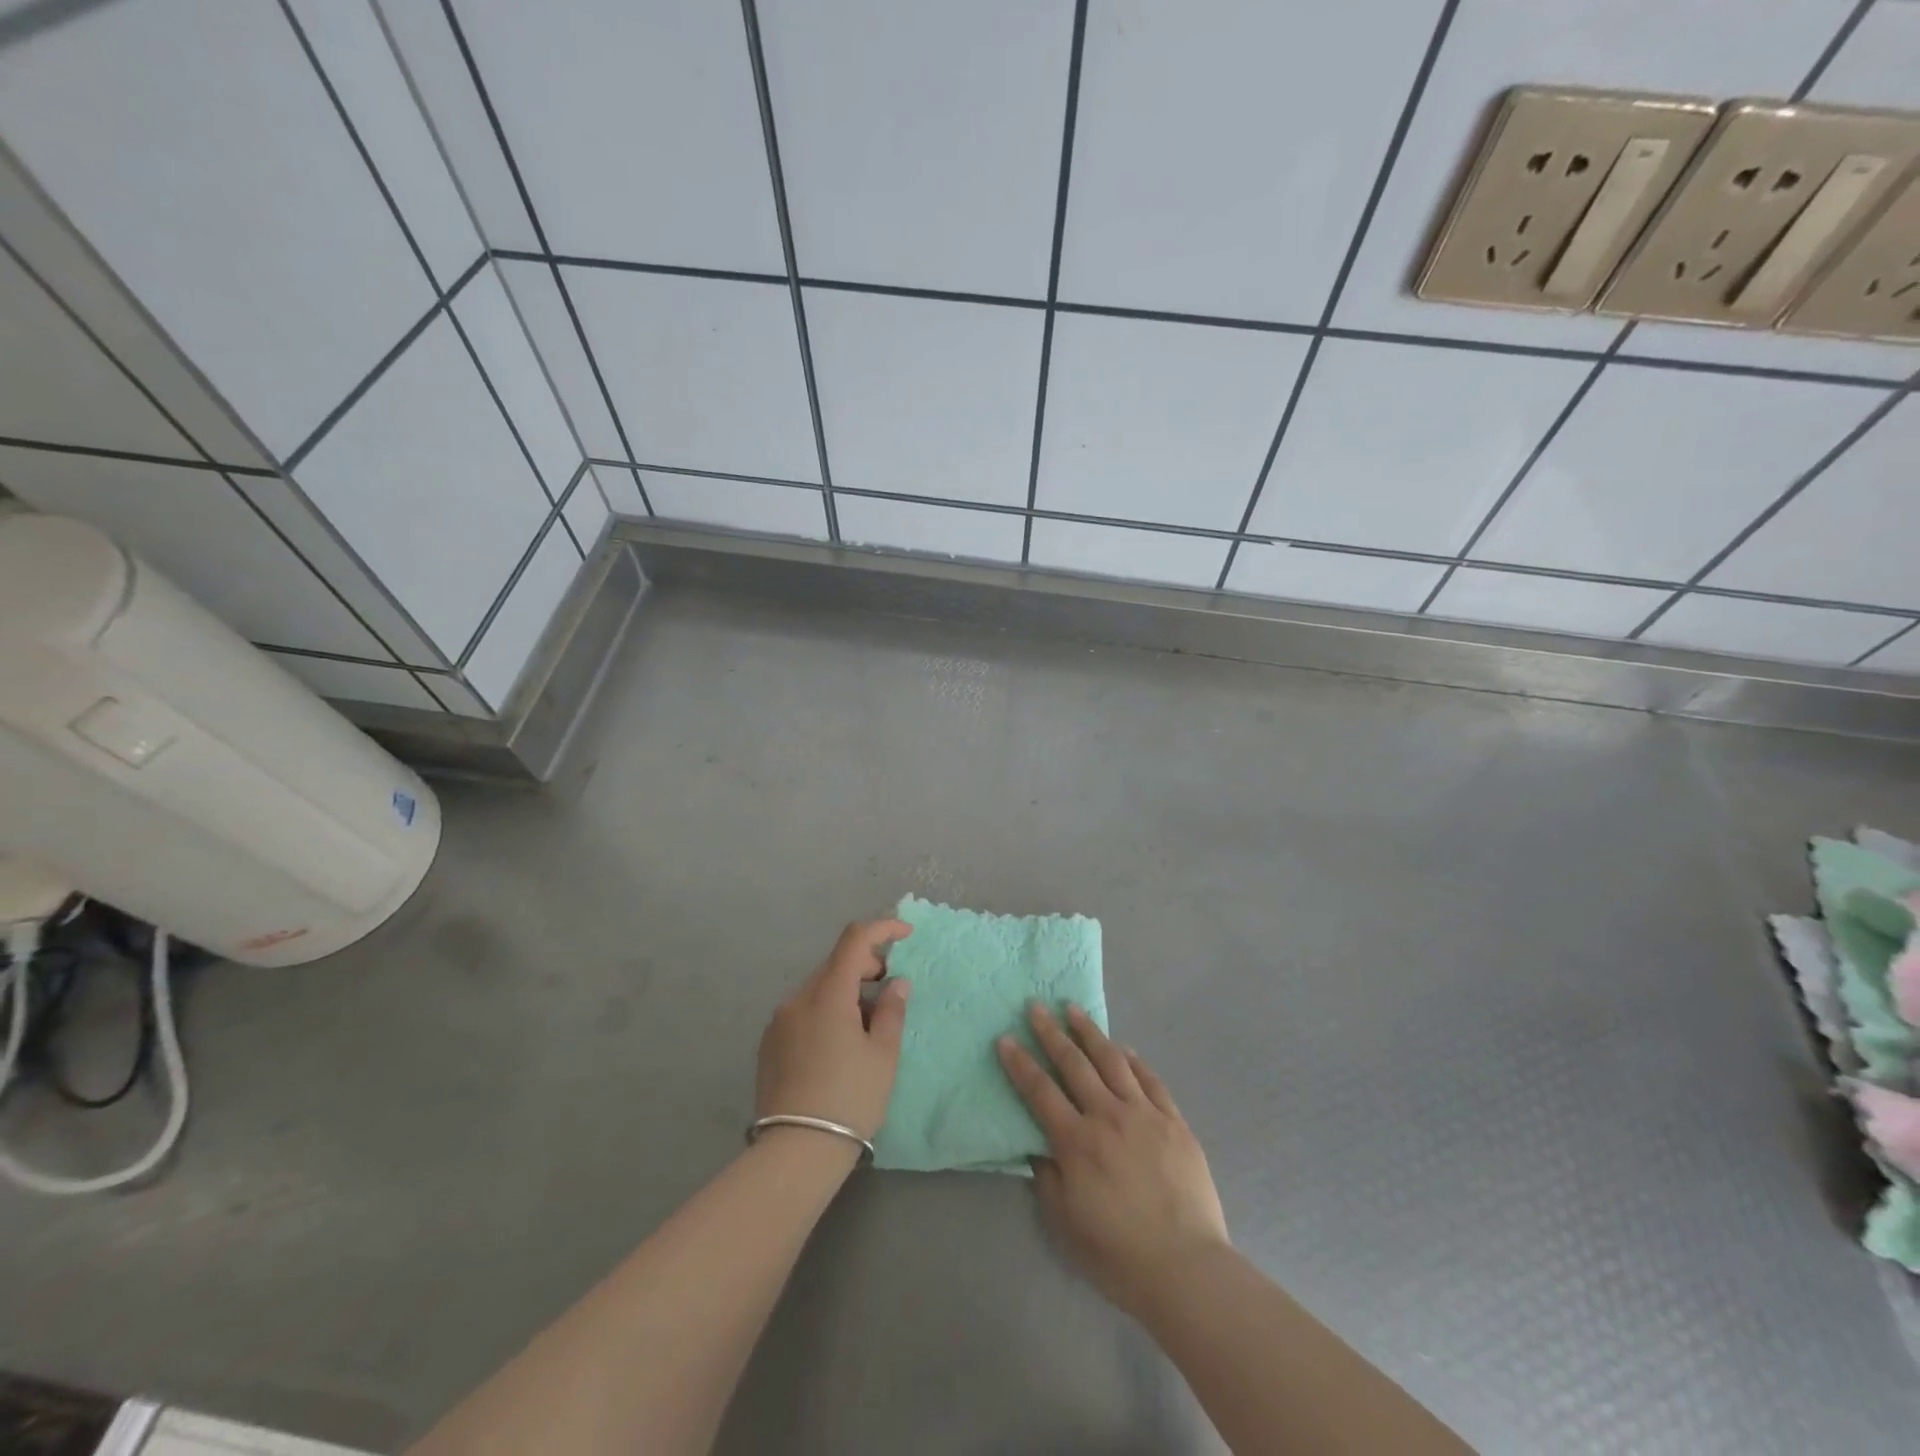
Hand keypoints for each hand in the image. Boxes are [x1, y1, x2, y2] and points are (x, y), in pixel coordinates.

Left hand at [756, 919, 912, 1142]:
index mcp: (828, 994)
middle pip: (835, 963)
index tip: (906, 935)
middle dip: (866, 966)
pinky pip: (804, 1012)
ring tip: (868, 1025)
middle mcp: (798, 998)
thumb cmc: (850, 1099)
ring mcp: (779, 1021)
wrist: (795, 1152)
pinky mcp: (769, 1044)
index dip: (882, 929)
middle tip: (890, 990)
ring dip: (846, 991)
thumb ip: (892, 1011)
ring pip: (819, 989)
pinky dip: (826, 1011)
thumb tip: (895, 983)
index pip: (854, 940)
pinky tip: (839, 1044)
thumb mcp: (883, 1055)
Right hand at [998, 1004, 1229, 1317]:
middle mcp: (1108, 1117)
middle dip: (1051, 1033)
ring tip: (1074, 1009)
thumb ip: (1047, 1176)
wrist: (1185, 1269)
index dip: (1020, 1063)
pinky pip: (1151, 1080)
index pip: (1040, 1091)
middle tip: (1037, 1006)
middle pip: (1074, 1064)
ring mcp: (1145, 1115)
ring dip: (1090, 1032)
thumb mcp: (1065, 1221)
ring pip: (1113, 1061)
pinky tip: (1124, 1049)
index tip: (1005, 1038)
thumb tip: (1037, 1144)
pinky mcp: (1174, 1122)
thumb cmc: (1118, 1254)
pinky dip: (1134, 1061)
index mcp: (1077, 1142)